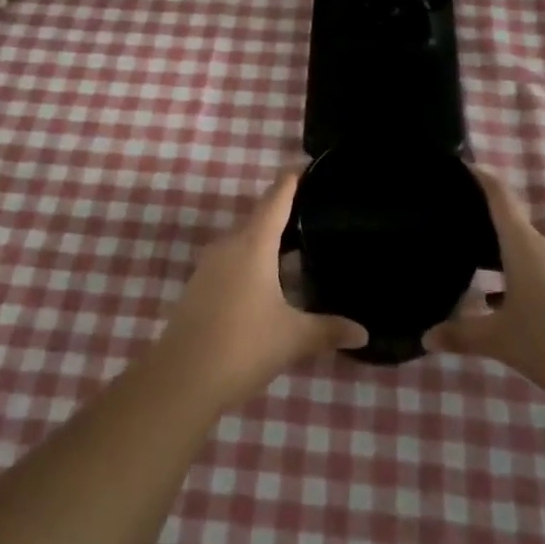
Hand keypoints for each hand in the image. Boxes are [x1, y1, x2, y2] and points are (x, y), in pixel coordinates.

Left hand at [152, 170, 368, 409]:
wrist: (181, 378)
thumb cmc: (243, 345)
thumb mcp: (293, 338)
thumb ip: (328, 330)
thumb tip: (363, 333)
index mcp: (254, 244)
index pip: (276, 197)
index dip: (292, 179)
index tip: (307, 165)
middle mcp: (229, 245)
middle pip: (259, 217)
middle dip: (285, 213)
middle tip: (315, 213)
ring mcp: (209, 265)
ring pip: (244, 242)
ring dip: (267, 242)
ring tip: (296, 248)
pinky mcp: (198, 287)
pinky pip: (231, 261)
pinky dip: (252, 262)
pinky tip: (267, 283)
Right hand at [423, 168, 544, 403]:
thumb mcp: (502, 341)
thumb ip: (464, 335)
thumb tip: (427, 336)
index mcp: (524, 244)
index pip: (500, 197)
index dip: (481, 178)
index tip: (463, 164)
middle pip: (514, 225)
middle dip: (487, 226)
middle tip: (457, 230)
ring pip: (529, 253)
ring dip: (505, 258)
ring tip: (476, 269)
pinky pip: (544, 274)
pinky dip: (523, 280)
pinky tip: (509, 305)